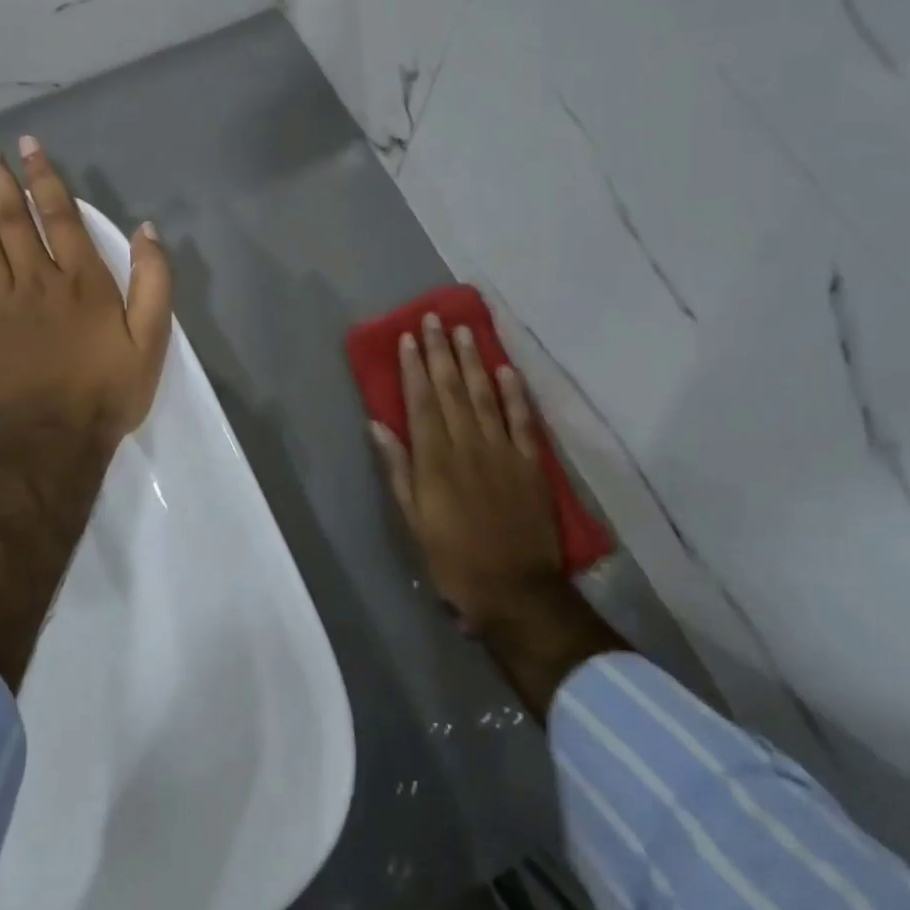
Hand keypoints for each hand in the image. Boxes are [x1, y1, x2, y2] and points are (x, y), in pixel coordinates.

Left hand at [0, 132, 171, 444]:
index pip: (59, 216)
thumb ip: (154, 281)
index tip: (28, 144)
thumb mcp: (153, 339)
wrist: (54, 441)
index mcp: (81, 281)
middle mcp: (36, 281)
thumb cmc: (108, 391)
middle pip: (11, 218)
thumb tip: (147, 230)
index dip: (44, 177)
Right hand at [371, 314, 567, 631]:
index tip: (408, 337)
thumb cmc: (453, 559)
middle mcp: (468, 445)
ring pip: (485, 395)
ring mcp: (503, 451)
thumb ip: (398, 469)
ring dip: (473, 361)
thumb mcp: (413, 520)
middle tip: (433, 319)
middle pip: (452, 390)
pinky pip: (522, 420)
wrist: (515, 590)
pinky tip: (506, 369)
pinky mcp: (530, 463)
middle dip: (441, 352)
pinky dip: (514, 393)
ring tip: (464, 331)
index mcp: (435, 460)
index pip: (422, 402)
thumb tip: (379, 425)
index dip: (414, 368)